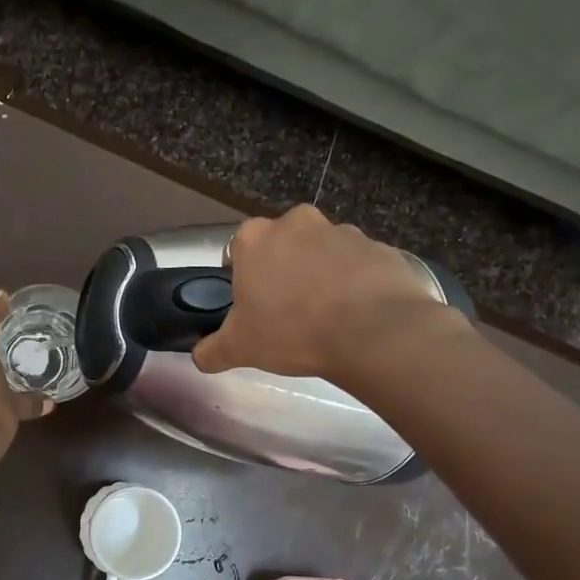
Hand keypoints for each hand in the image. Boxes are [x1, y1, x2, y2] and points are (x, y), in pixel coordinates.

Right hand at [191, 205, 463, 380]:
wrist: (373, 332)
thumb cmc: (293, 332)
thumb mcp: (239, 348)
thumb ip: (211, 351)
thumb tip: (199, 357)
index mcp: (255, 238)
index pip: (237, 250)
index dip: (242, 278)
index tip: (252, 305)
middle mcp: (297, 222)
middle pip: (282, 245)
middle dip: (283, 271)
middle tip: (288, 311)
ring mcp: (342, 230)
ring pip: (322, 252)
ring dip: (321, 274)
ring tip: (327, 316)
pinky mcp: (379, 246)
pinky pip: (359, 265)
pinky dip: (356, 283)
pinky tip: (358, 315)